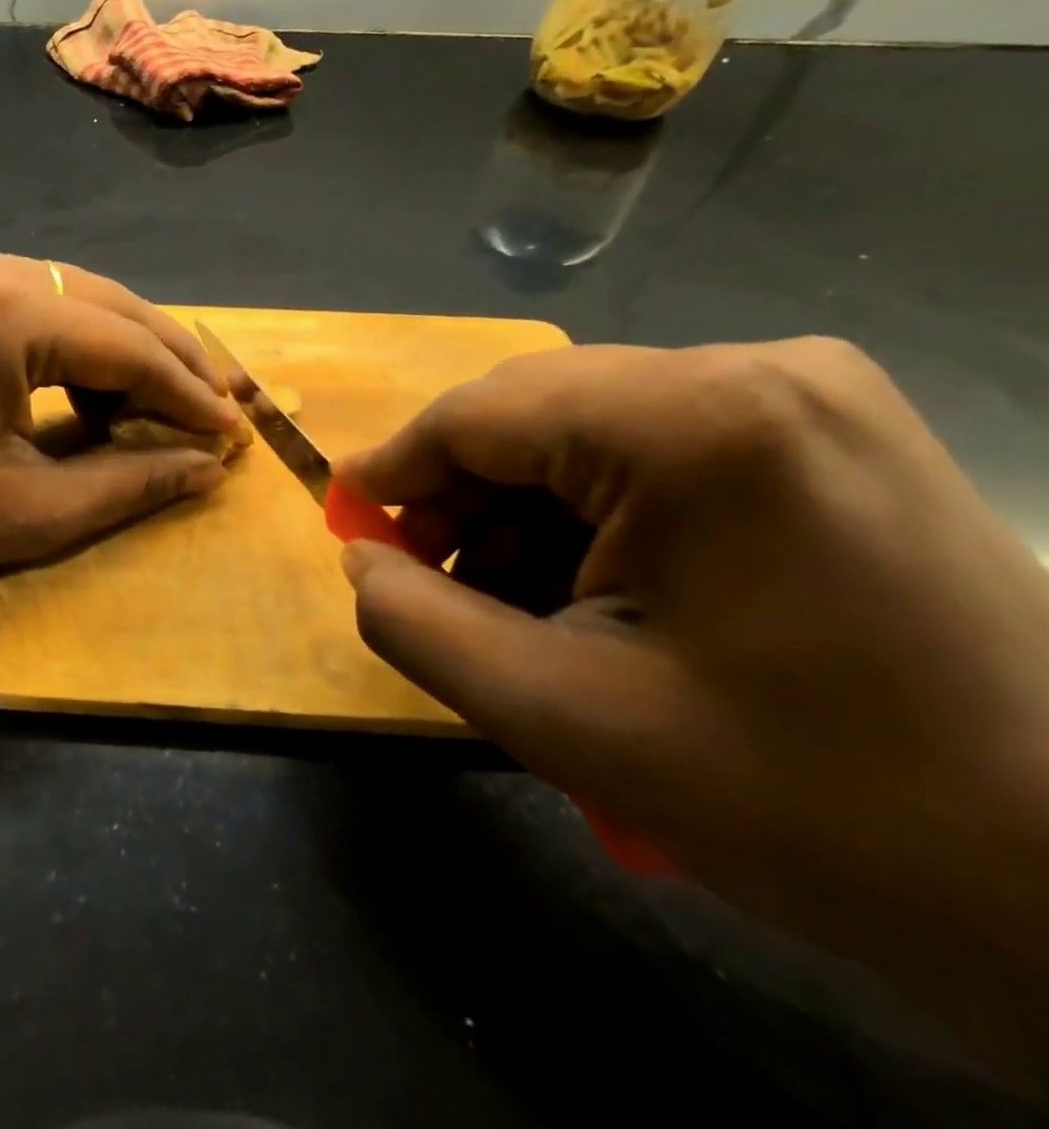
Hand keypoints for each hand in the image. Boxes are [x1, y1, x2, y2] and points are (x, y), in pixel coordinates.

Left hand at [0, 238, 244, 631]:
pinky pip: (24, 300)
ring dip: (120, 348)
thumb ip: (132, 481)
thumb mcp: (30, 513)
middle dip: (165, 360)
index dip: (187, 392)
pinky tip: (92, 385)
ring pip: (67, 296)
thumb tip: (210, 466)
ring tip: (166, 403)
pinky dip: (67, 342)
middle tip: (217, 409)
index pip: (124, 344)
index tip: (234, 431)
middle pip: (103, 304)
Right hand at [336, 339, 1048, 1069]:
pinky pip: (652, 449)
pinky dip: (593, 512)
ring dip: (523, 510)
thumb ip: (416, 622)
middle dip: (461, 497)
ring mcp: (804, 395)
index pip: (478, 414)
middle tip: (425, 577)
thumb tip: (360, 556)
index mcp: (694, 421)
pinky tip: (589, 587)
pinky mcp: (826, 433)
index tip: (347, 523)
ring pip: (586, 431)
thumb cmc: (806, 801)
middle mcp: (753, 371)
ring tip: (507, 601)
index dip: (395, 470)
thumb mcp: (558, 715)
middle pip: (533, 414)